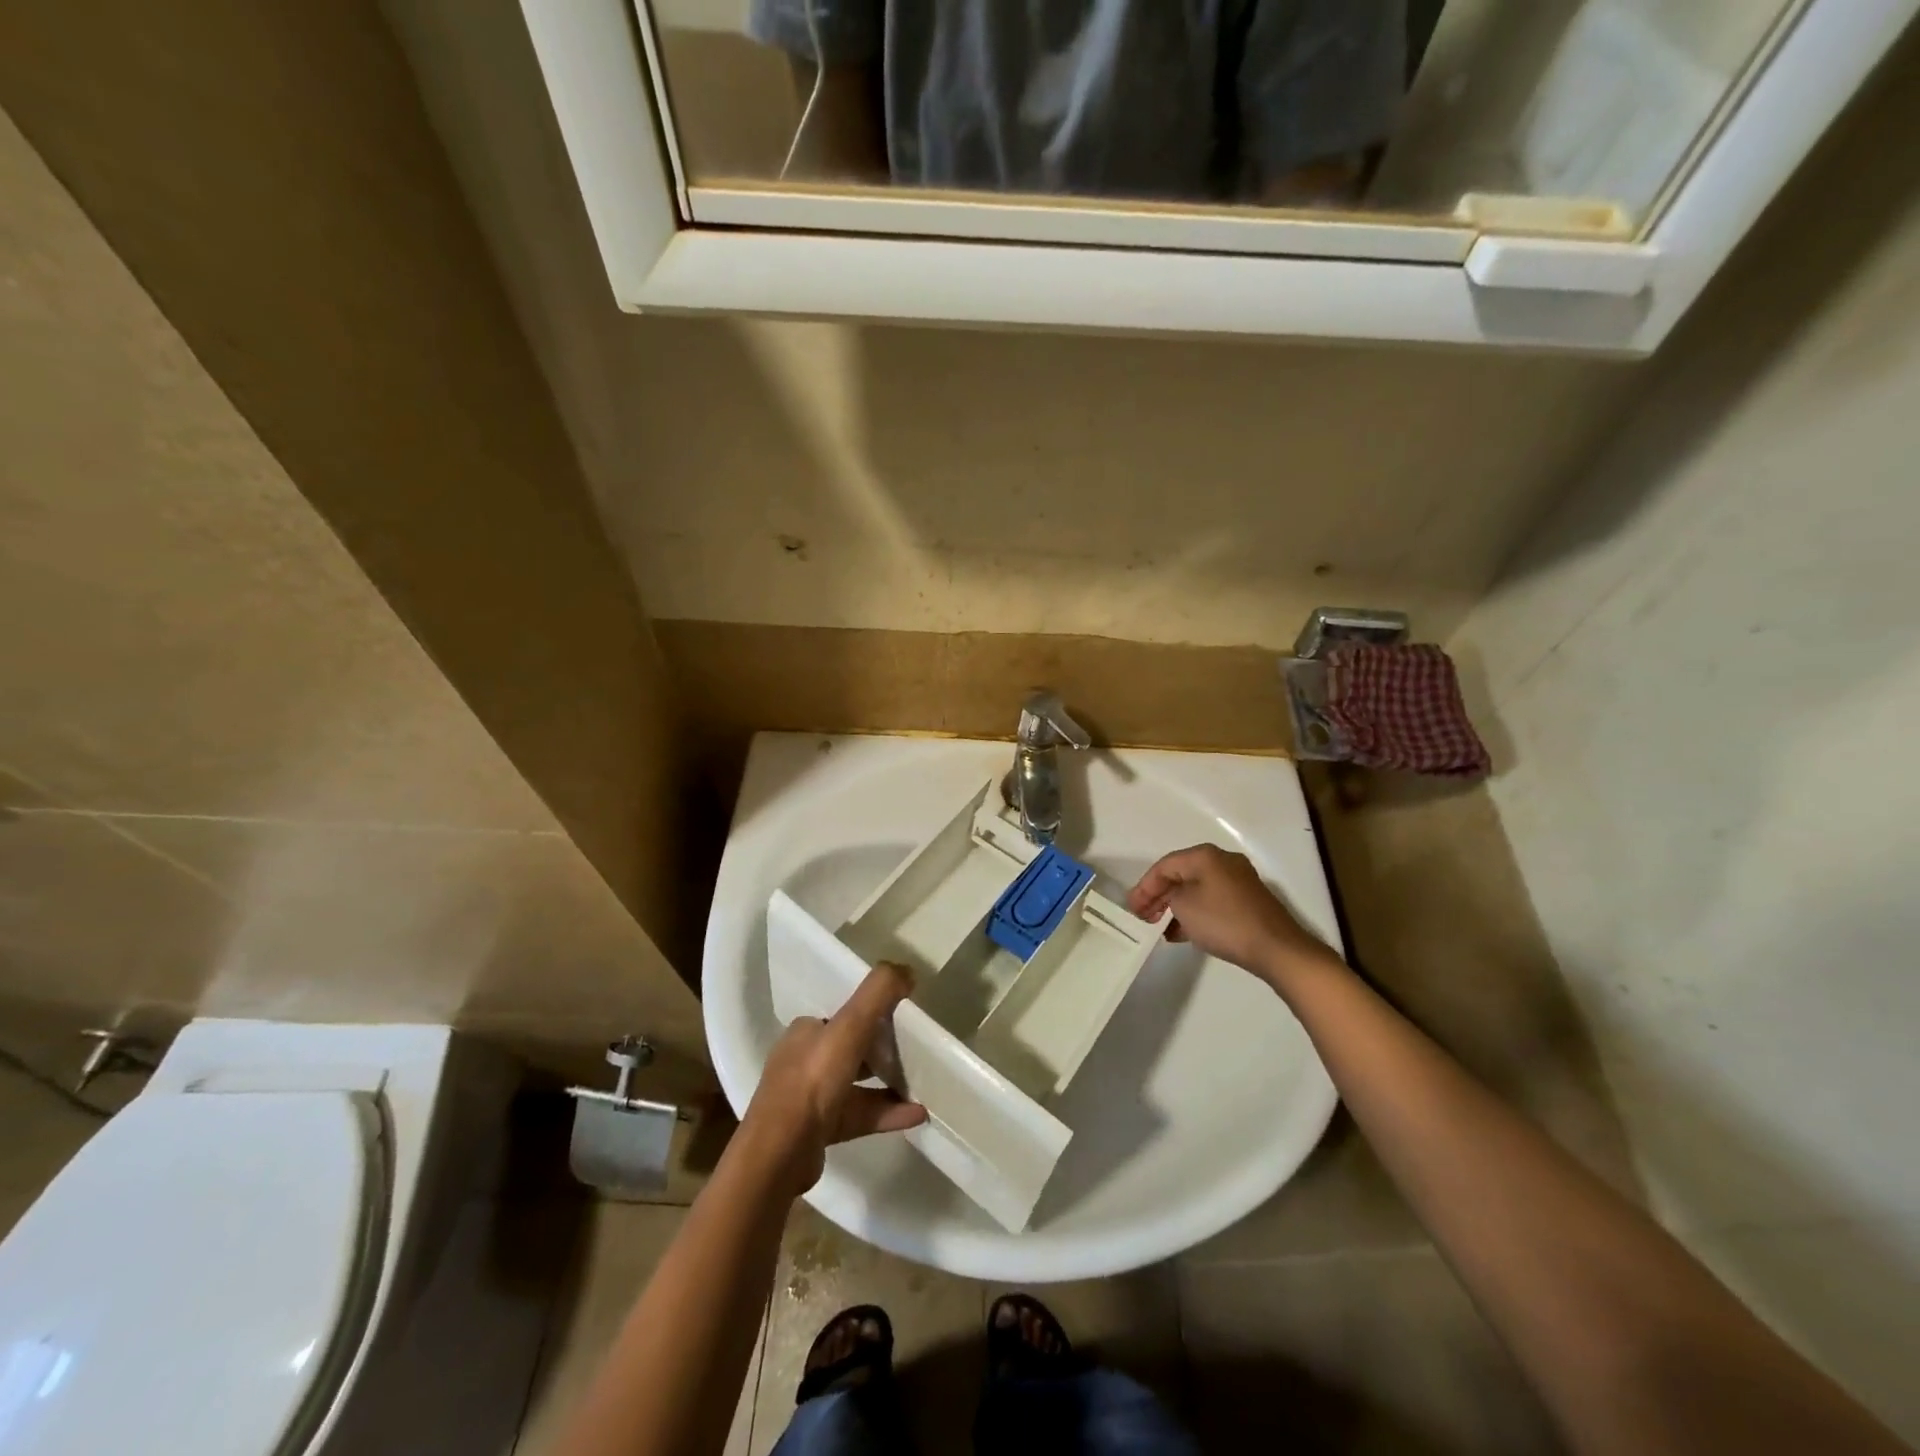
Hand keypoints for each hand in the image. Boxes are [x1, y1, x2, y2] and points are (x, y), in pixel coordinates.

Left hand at [740, 962, 927, 1195]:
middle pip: (850, 1049)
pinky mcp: (819, 1130)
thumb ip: (878, 993)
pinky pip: (860, 1114)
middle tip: (915, 1051)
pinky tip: (917, 1114)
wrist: (780, 1153)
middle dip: (881, 1049)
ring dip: (889, 1083)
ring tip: (923, 1084)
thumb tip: (908, 969)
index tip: (901, 1017)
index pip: (841, 1016)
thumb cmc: (813, 1080)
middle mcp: (804, 1061)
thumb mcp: (849, 1026)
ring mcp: (810, 1099)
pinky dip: (887, 1112)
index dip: (871, 1014)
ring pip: (857, 1084)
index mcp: (805, 1032)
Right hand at [1128, 845, 1341, 986]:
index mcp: (1205, 856)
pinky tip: (1182, 933)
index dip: (1144, 886)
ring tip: (1159, 927)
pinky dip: (1195, 913)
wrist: (1276, 948)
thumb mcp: (1183, 905)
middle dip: (1159, 896)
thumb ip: (1169, 895)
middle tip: (1143, 916)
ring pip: (1196, 890)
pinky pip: (1211, 901)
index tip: (1132, 908)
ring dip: (1176, 906)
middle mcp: (1223, 862)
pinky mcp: (1248, 902)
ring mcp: (1238, 882)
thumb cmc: (1223, 921)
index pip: (1164, 865)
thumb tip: (1173, 896)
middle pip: (1181, 875)